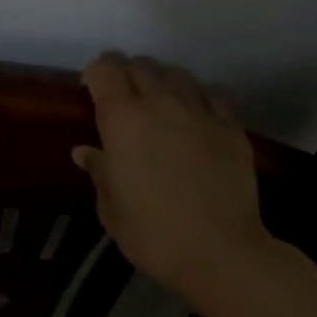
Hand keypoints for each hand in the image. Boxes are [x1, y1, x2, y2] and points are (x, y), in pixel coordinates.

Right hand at [73, 53, 270, 293]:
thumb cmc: (153, 234)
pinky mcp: (230, 124)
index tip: (92, 92)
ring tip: (161, 104)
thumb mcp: (111, 210)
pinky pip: (213, 93)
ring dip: (162, 82)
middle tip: (124, 100)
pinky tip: (198, 116)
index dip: (95, 74)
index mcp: (122, 118)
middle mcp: (159, 102)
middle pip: (139, 64)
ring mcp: (199, 110)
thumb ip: (99, 171)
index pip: (105, 68)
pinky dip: (200, 96)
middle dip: (126, 74)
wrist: (220, 252)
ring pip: (176, 73)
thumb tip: (86, 151)